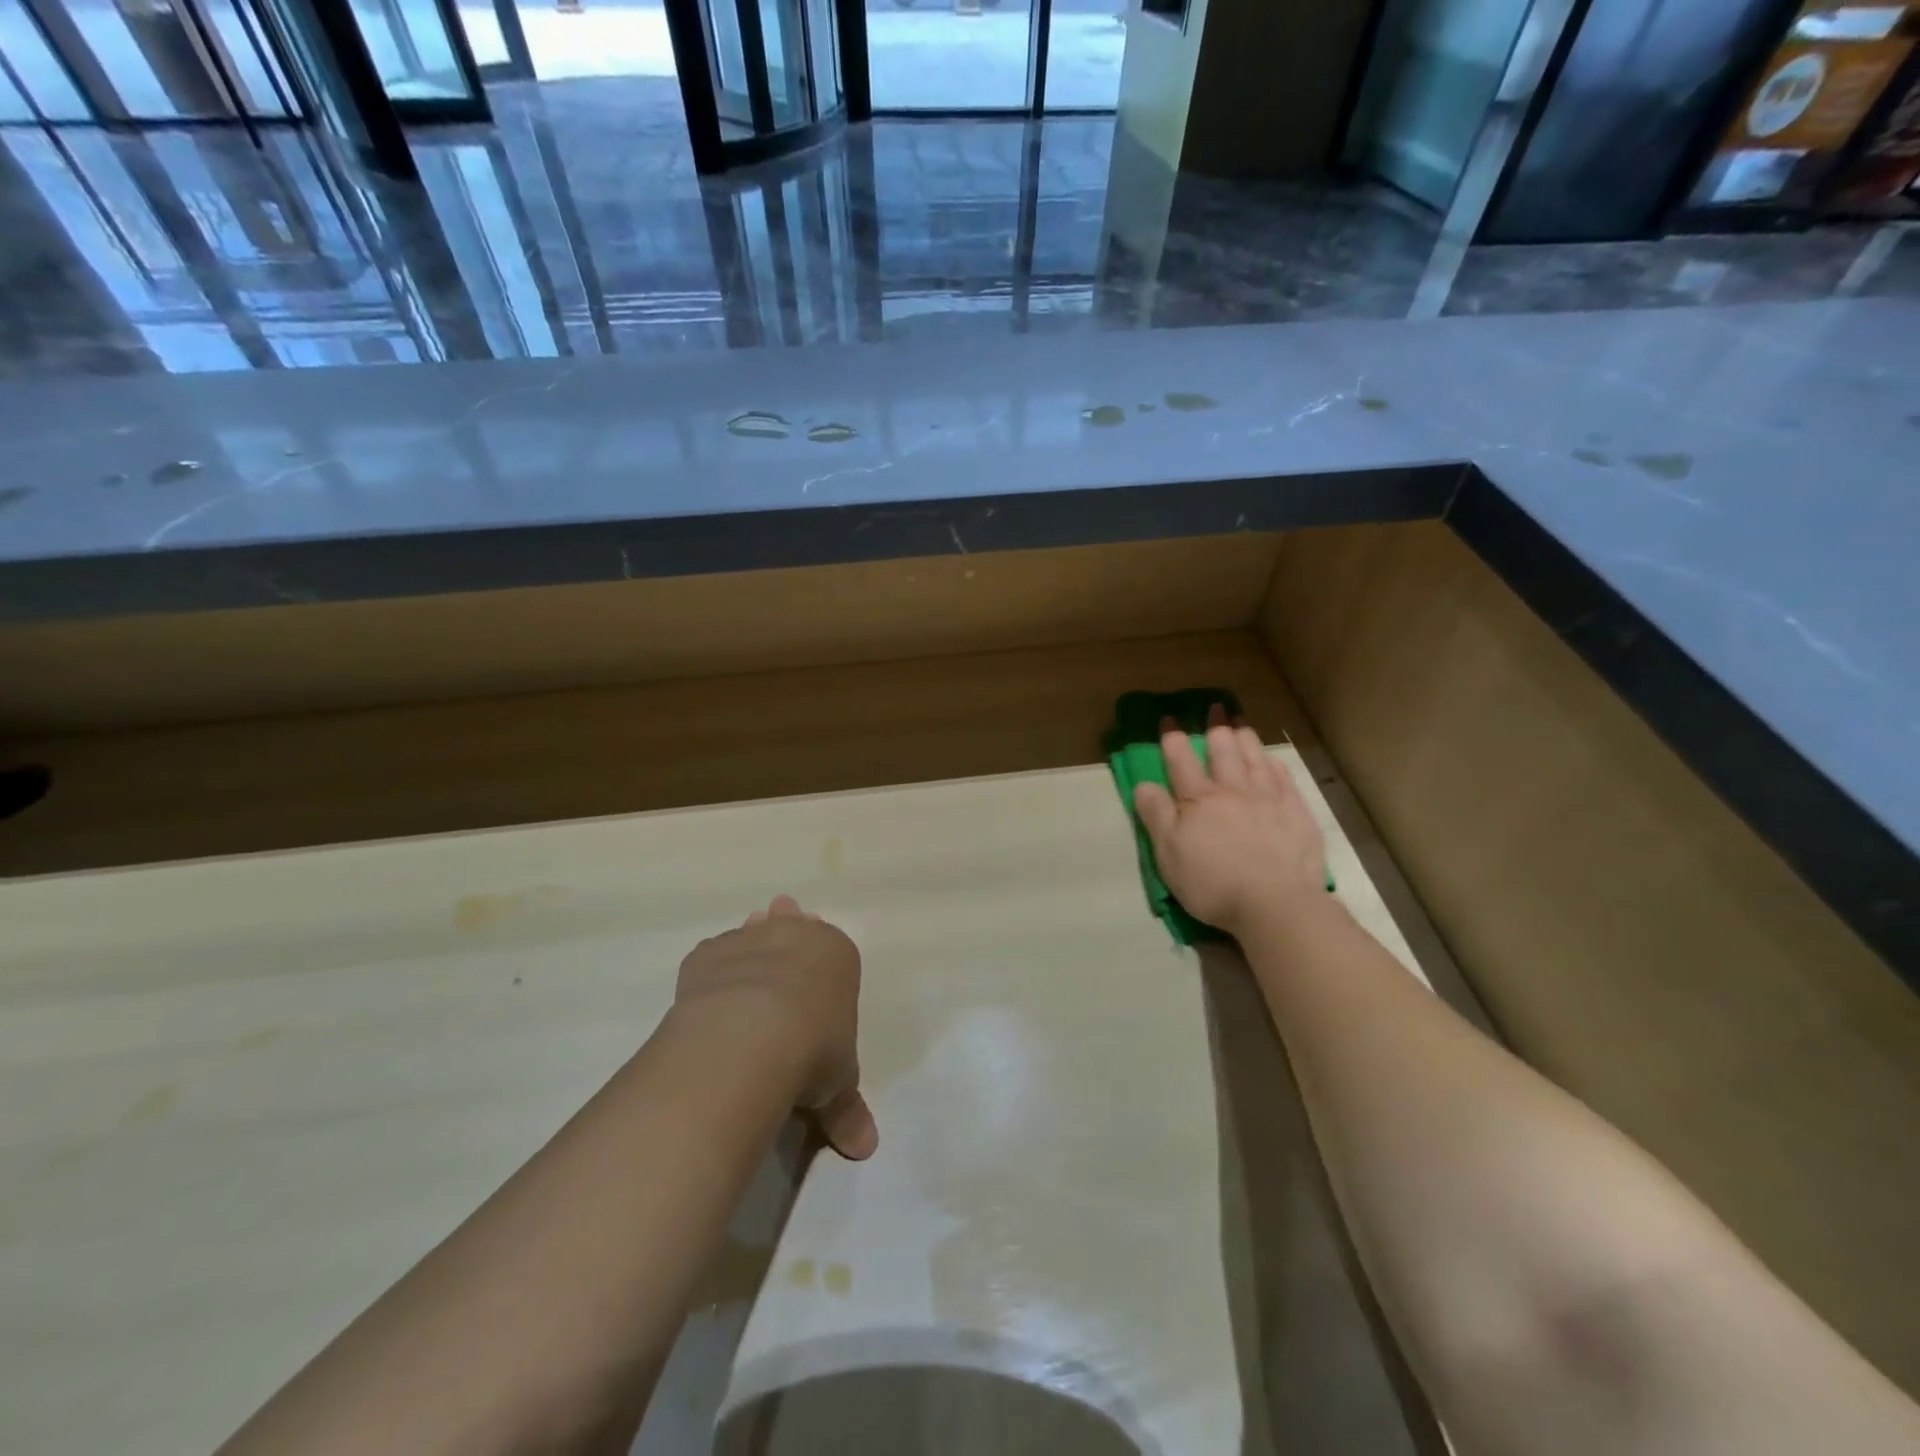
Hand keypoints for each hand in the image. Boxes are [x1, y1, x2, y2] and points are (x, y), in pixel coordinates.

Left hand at [674, 895, 877, 1160]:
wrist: (750, 1035)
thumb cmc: (814, 1050)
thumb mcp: (838, 1086)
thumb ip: (846, 1110)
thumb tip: (864, 1149)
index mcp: (838, 954)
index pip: (835, 952)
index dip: (824, 969)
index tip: (815, 984)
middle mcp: (795, 934)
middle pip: (792, 927)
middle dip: (787, 936)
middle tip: (776, 956)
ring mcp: (749, 939)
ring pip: (751, 934)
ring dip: (749, 948)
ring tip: (743, 974)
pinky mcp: (708, 954)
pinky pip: (712, 958)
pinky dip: (712, 975)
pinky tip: (708, 999)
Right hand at [1131, 719, 1325, 936]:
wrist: (1275, 904)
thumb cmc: (1213, 883)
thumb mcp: (1169, 854)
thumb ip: (1156, 815)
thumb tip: (1144, 784)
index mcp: (1199, 800)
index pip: (1181, 760)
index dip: (1172, 737)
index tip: (1169, 718)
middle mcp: (1233, 791)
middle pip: (1223, 751)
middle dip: (1216, 728)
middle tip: (1215, 709)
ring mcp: (1269, 800)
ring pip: (1255, 759)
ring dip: (1246, 739)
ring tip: (1241, 724)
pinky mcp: (1297, 815)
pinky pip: (1285, 780)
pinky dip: (1275, 765)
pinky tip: (1273, 761)